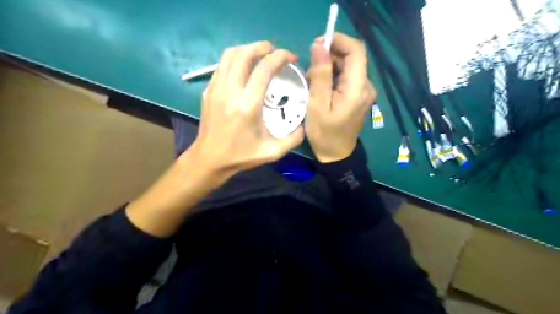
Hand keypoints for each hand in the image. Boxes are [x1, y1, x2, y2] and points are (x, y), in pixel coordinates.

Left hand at [186, 42, 301, 183]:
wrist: (210, 159)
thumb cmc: (241, 156)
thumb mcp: (272, 152)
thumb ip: (293, 139)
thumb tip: (304, 125)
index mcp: (248, 105)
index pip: (264, 68)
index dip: (280, 57)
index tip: (291, 57)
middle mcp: (230, 91)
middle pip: (244, 53)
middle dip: (262, 46)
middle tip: (275, 52)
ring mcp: (216, 89)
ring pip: (229, 55)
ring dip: (247, 49)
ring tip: (260, 55)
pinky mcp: (208, 91)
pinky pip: (222, 66)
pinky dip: (235, 60)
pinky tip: (244, 69)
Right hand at [304, 31, 378, 162]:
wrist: (336, 155)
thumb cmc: (324, 134)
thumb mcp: (317, 105)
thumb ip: (320, 75)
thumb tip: (319, 46)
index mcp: (357, 88)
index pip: (356, 50)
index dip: (338, 40)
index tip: (317, 45)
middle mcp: (366, 86)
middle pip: (352, 57)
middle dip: (329, 56)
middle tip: (310, 70)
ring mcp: (364, 91)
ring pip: (348, 66)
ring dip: (329, 67)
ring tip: (312, 82)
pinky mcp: (359, 96)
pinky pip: (347, 77)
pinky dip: (333, 76)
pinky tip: (321, 88)